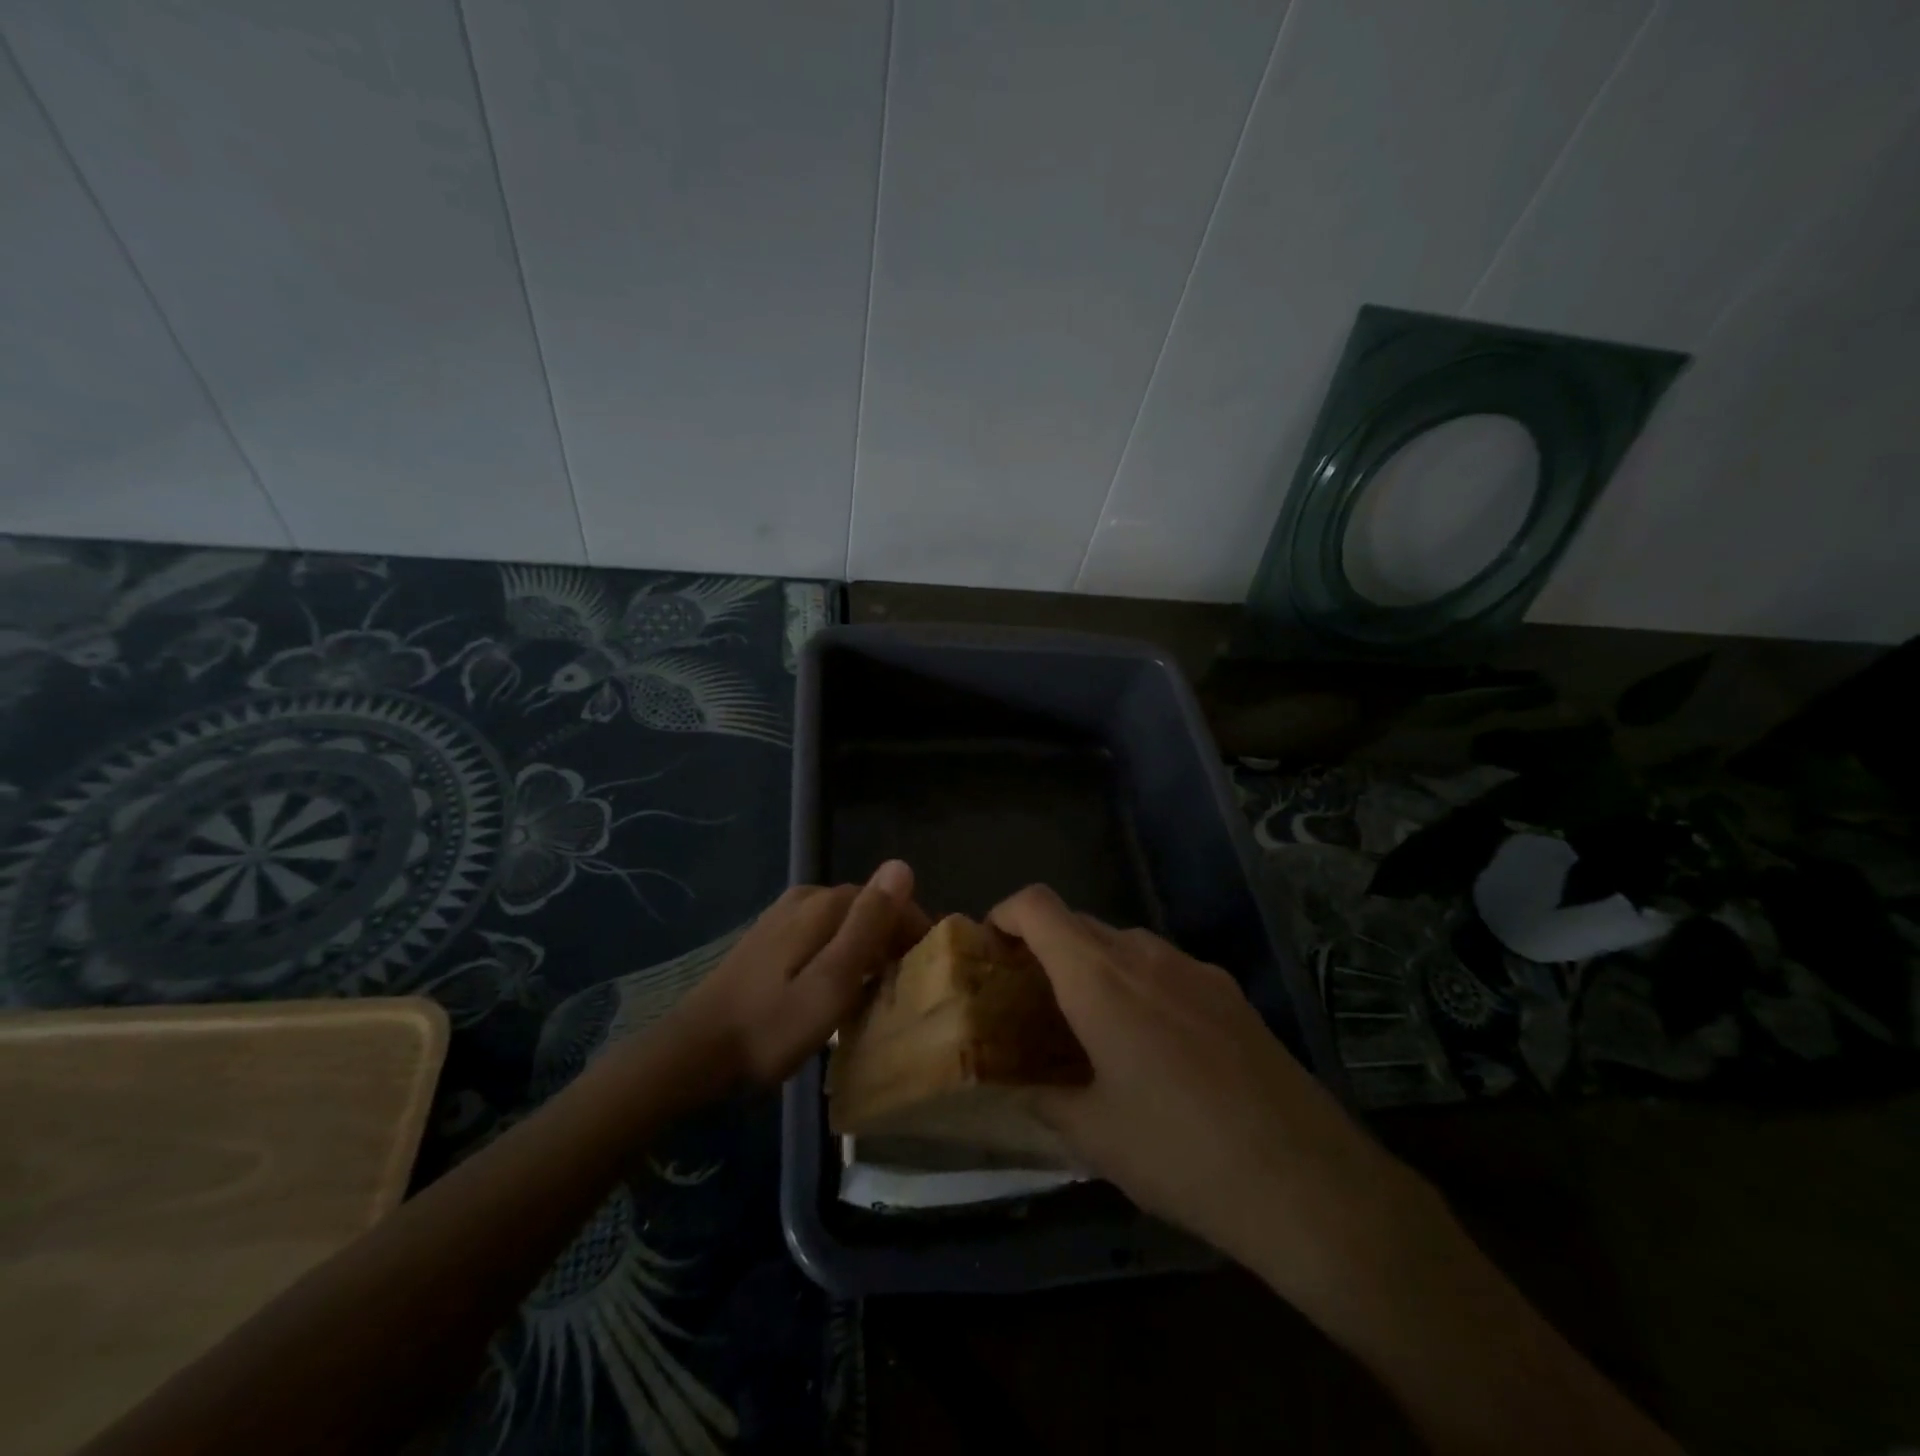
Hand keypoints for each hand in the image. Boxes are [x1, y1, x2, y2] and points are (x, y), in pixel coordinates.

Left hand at [669, 860, 929, 1090]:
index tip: (929, 970)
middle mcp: (805, 899)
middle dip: (892, 941)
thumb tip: (902, 866)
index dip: (915, 931)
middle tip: (907, 988)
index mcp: (824, 905)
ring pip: (842, 924)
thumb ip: (869, 924)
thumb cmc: (771, 1026)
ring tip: (878, 992)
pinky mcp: (768, 938)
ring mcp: (782, 917)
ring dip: (866, 949)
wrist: (694, 1052)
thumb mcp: (832, 981)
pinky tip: (836, 988)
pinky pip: (819, 935)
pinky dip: (839, 954)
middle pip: (865, 910)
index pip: (888, 900)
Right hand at [988, 884, 1440, 1320]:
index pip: (1038, 906)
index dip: (1005, 913)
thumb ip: (1045, 1101)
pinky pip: (1167, 968)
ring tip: (1093, 1027)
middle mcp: (1145, 956)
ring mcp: (1195, 969)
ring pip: (1126, 944)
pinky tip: (1157, 1048)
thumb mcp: (1095, 1138)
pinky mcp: (1231, 993)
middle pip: (1080, 923)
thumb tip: (1019, 1089)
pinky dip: (1140, 985)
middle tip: (1034, 1001)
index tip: (991, 948)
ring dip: (1096, 967)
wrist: (1308, 1182)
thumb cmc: (1181, 1154)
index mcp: (1100, 979)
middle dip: (1047, 949)